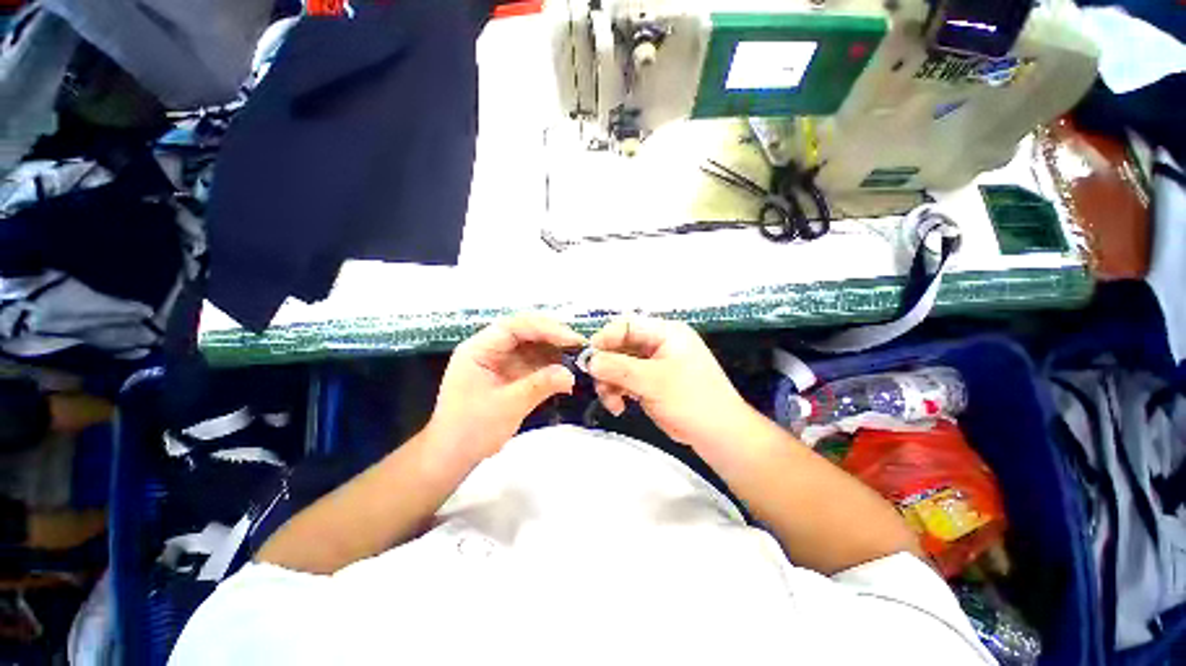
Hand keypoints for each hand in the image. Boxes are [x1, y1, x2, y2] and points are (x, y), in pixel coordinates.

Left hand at [427, 315, 585, 465]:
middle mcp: (489, 348)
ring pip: (532, 345)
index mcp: (479, 349)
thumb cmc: (472, 430)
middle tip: (579, 346)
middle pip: (524, 331)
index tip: (571, 339)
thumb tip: (571, 374)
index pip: (514, 326)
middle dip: (553, 336)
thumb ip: (539, 386)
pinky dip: (550, 365)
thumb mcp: (507, 406)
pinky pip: (533, 362)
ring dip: (554, 350)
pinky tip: (565, 371)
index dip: (544, 328)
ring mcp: (500, 360)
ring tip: (578, 358)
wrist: (452, 456)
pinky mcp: (509, 373)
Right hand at [587, 317, 754, 451]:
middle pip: (620, 346)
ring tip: (611, 402)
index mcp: (666, 333)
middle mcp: (658, 344)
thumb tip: (589, 360)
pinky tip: (618, 407)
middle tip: (597, 383)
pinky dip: (617, 392)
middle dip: (607, 366)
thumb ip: (619, 368)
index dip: (605, 338)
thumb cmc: (692, 400)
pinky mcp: (650, 382)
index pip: (627, 325)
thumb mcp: (653, 381)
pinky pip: (625, 380)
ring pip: (619, 365)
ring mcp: (653, 364)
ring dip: (610, 382)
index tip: (588, 357)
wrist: (718, 434)